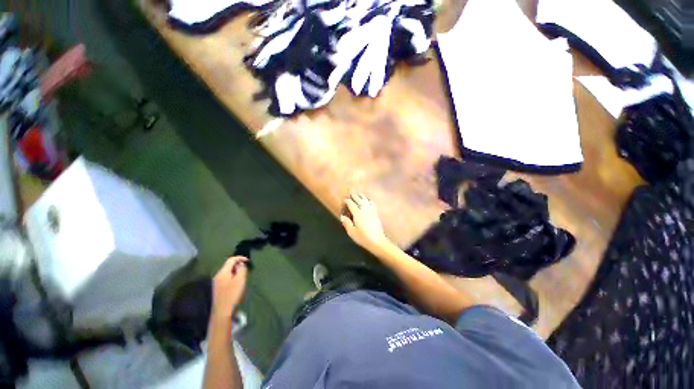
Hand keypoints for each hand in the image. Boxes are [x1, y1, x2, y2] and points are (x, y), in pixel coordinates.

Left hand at [211, 256, 248, 319]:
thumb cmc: (232, 294)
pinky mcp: (218, 289)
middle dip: (238, 265)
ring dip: (236, 272)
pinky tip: (237, 284)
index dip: (240, 258)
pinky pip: (226, 278)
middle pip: (228, 266)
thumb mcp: (240, 279)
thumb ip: (241, 269)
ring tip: (243, 277)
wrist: (222, 311)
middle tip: (246, 270)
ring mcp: (216, 283)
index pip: (231, 260)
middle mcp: (218, 276)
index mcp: (222, 272)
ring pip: (227, 272)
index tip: (248, 260)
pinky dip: (232, 277)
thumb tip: (240, 264)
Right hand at [341, 193, 390, 252]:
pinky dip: (368, 199)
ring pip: (365, 199)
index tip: (344, 200)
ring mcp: (371, 211)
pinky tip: (367, 200)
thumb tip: (343, 216)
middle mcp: (364, 210)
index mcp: (358, 214)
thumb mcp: (352, 232)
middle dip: (353, 196)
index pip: (351, 204)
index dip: (347, 201)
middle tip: (350, 195)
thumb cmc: (363, 238)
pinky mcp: (375, 213)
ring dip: (361, 196)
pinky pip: (371, 203)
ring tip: (358, 195)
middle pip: (358, 199)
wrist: (377, 241)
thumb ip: (347, 223)